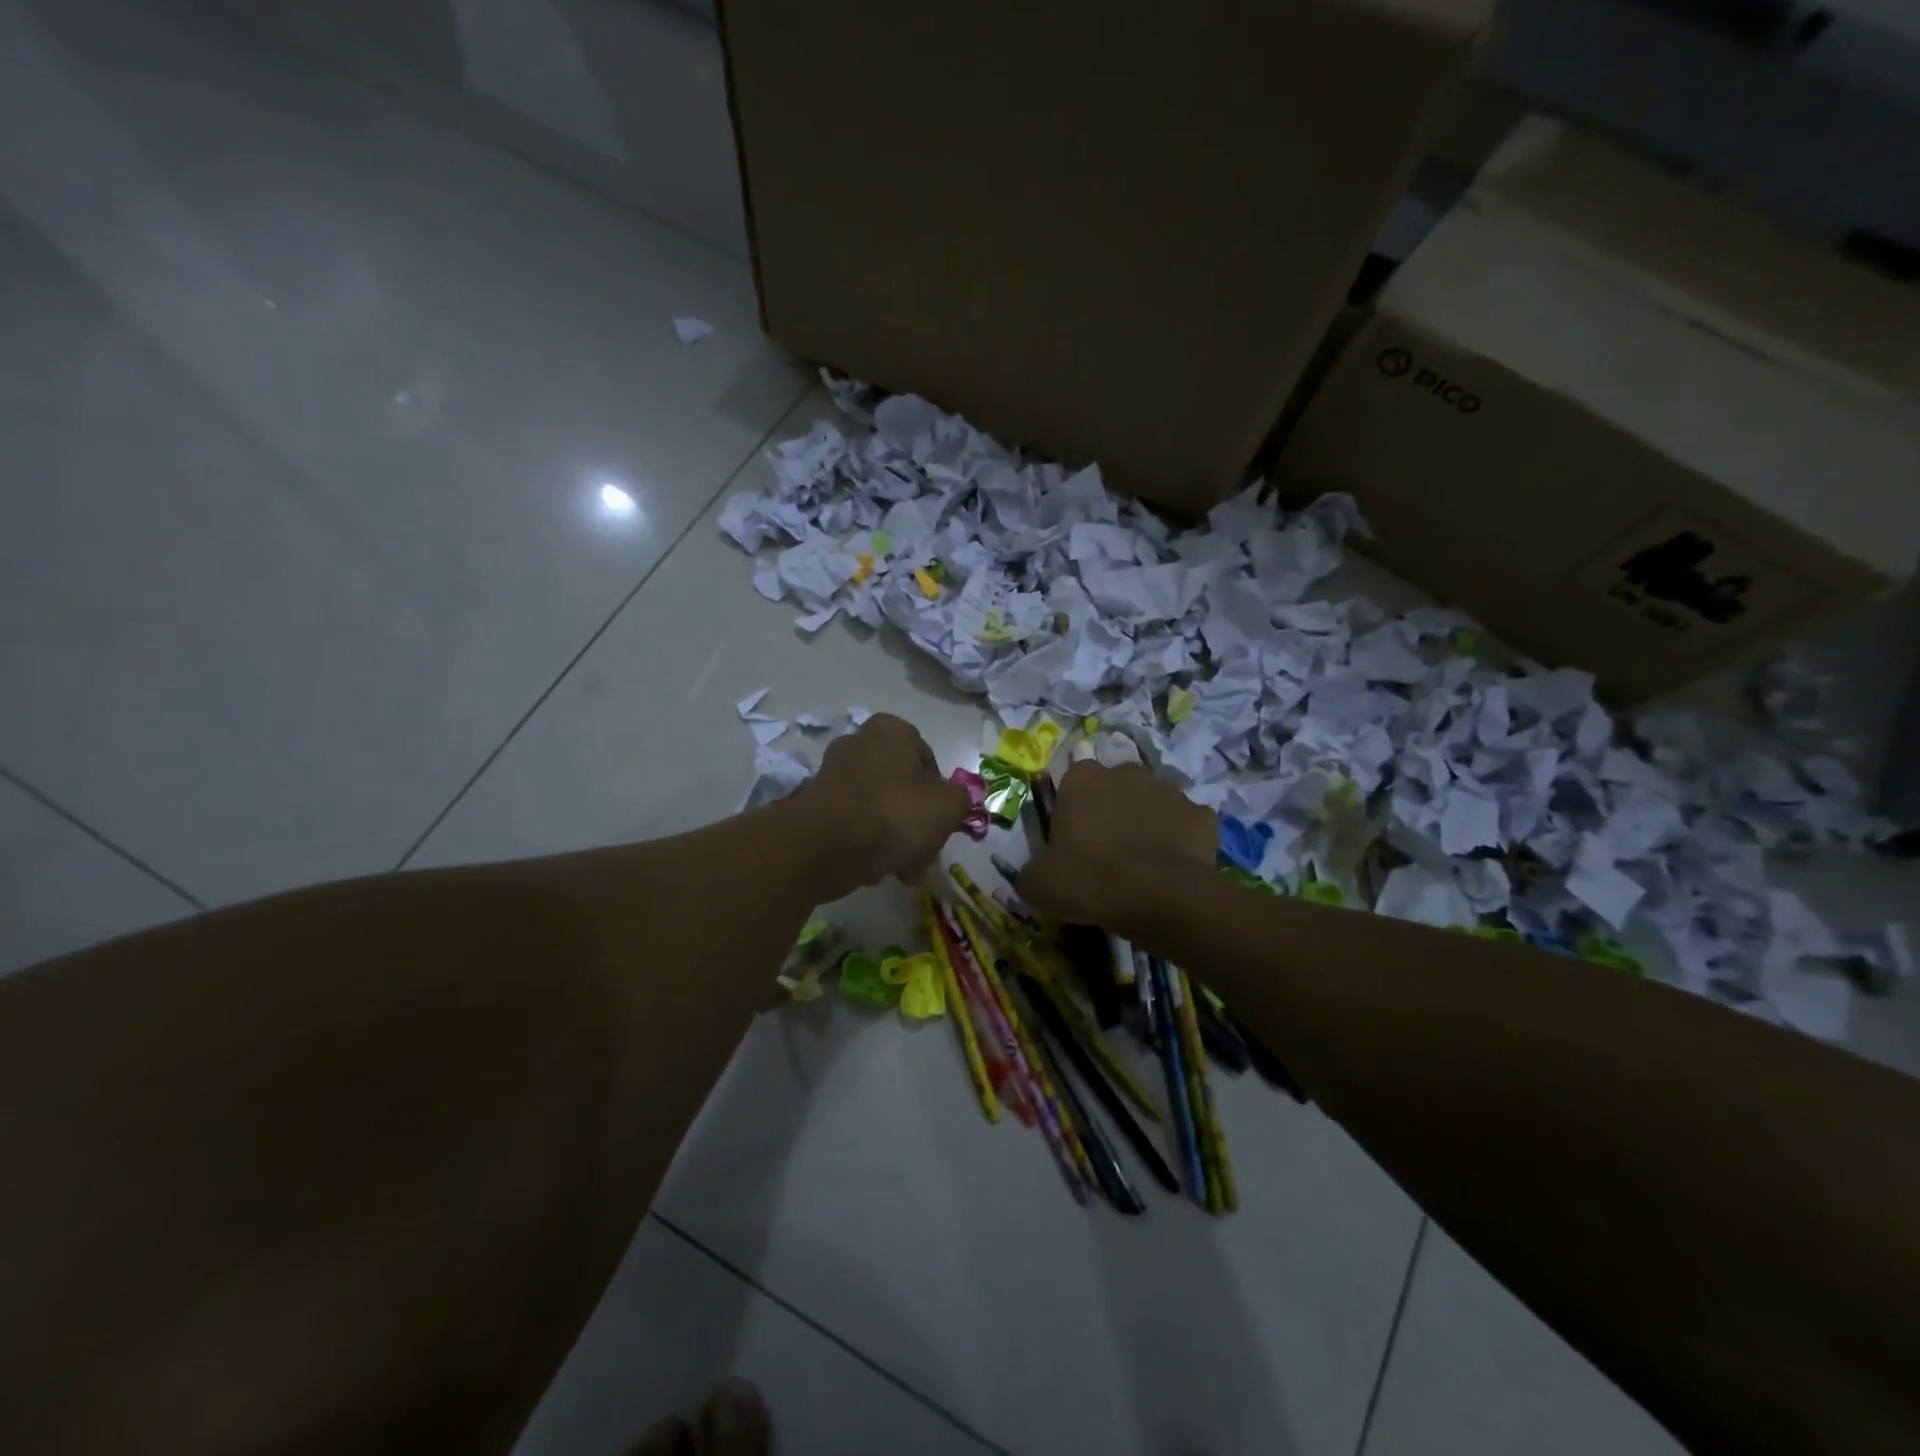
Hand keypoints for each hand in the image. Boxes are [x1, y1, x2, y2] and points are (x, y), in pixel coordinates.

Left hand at [803, 714, 971, 892]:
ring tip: (903, 869)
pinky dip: (866, 845)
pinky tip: (875, 870)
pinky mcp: (815, 806)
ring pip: (879, 810)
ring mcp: (832, 774)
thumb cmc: (895, 813)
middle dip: (916, 823)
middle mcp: (858, 743)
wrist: (828, 846)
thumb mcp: (949, 805)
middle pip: (902, 788)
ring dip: (894, 839)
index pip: (928, 760)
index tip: (943, 823)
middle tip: (925, 853)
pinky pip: (853, 825)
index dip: (941, 795)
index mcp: (891, 730)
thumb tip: (952, 802)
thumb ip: (960, 799)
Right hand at [1021, 761, 1216, 930]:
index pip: (1073, 781)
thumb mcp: (1040, 884)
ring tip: (1143, 863)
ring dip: (1148, 823)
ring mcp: (1169, 790)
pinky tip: (1173, 869)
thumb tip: (1034, 876)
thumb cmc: (1089, 880)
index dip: (1074, 809)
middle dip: (1113, 810)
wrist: (1158, 896)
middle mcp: (1126, 773)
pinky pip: (1187, 825)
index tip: (1074, 839)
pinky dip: (1181, 841)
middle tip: (1108, 851)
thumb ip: (1033, 871)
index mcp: (1082, 780)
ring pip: (1153, 803)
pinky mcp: (1202, 814)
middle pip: (1116, 786)